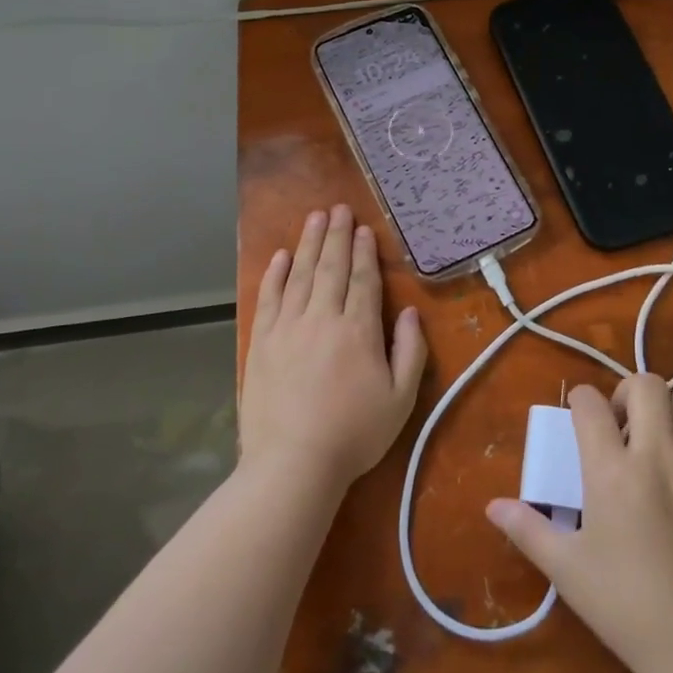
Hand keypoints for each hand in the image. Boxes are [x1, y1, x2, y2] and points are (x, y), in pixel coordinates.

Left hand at [241, 205, 427, 496]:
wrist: (293, 464)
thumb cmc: (354, 434)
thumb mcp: (400, 398)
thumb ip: (410, 350)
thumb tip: (410, 312)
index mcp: (358, 330)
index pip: (362, 279)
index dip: (364, 252)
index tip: (364, 229)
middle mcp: (322, 318)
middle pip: (330, 267)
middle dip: (336, 235)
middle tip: (339, 208)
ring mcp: (288, 328)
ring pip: (300, 275)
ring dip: (309, 244)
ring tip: (315, 218)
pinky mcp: (262, 342)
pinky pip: (269, 298)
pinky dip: (275, 274)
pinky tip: (281, 256)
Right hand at [486, 374, 672, 672]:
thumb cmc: (625, 604)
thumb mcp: (566, 568)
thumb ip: (527, 529)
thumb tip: (493, 506)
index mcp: (611, 469)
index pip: (589, 404)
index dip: (579, 401)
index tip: (579, 419)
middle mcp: (657, 454)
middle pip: (645, 384)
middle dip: (628, 392)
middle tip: (622, 423)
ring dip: (670, 411)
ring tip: (660, 438)